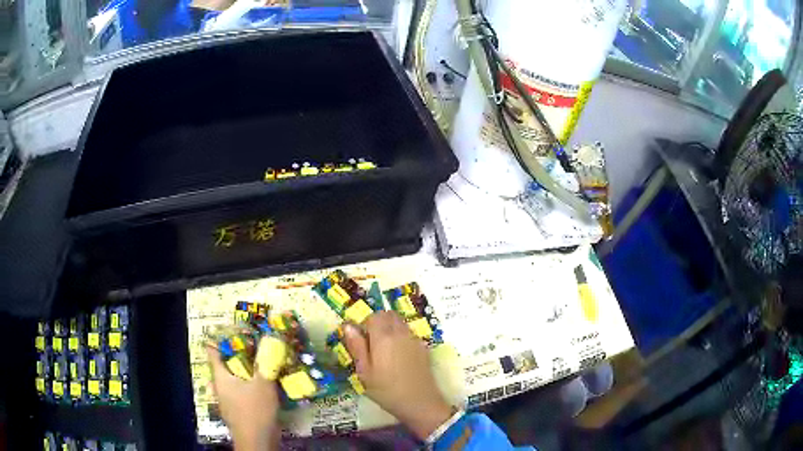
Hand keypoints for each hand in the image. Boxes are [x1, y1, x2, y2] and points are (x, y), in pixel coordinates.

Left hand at [206, 345, 280, 450]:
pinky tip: (265, 386)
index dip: (220, 339)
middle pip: (225, 365)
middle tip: (254, 345)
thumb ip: (266, 363)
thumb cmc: (255, 411)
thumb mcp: (263, 384)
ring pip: (234, 380)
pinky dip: (250, 385)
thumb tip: (270, 341)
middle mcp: (221, 387)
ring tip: (262, 363)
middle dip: (238, 355)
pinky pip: (242, 392)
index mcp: (220, 377)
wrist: (257, 442)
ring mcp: (228, 401)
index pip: (213, 352)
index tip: (233, 331)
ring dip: (246, 371)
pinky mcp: (238, 411)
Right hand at [342, 312, 452, 439]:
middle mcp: (401, 332)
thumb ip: (357, 346)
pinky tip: (398, 357)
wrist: (420, 402)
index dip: (364, 324)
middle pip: (388, 315)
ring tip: (384, 350)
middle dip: (378, 322)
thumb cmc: (386, 390)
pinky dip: (401, 336)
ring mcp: (414, 339)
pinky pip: (409, 333)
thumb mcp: (365, 372)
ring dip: (390, 328)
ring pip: (400, 322)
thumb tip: (348, 326)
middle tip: (371, 343)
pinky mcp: (424, 347)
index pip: (373, 316)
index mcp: (383, 337)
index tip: (361, 339)